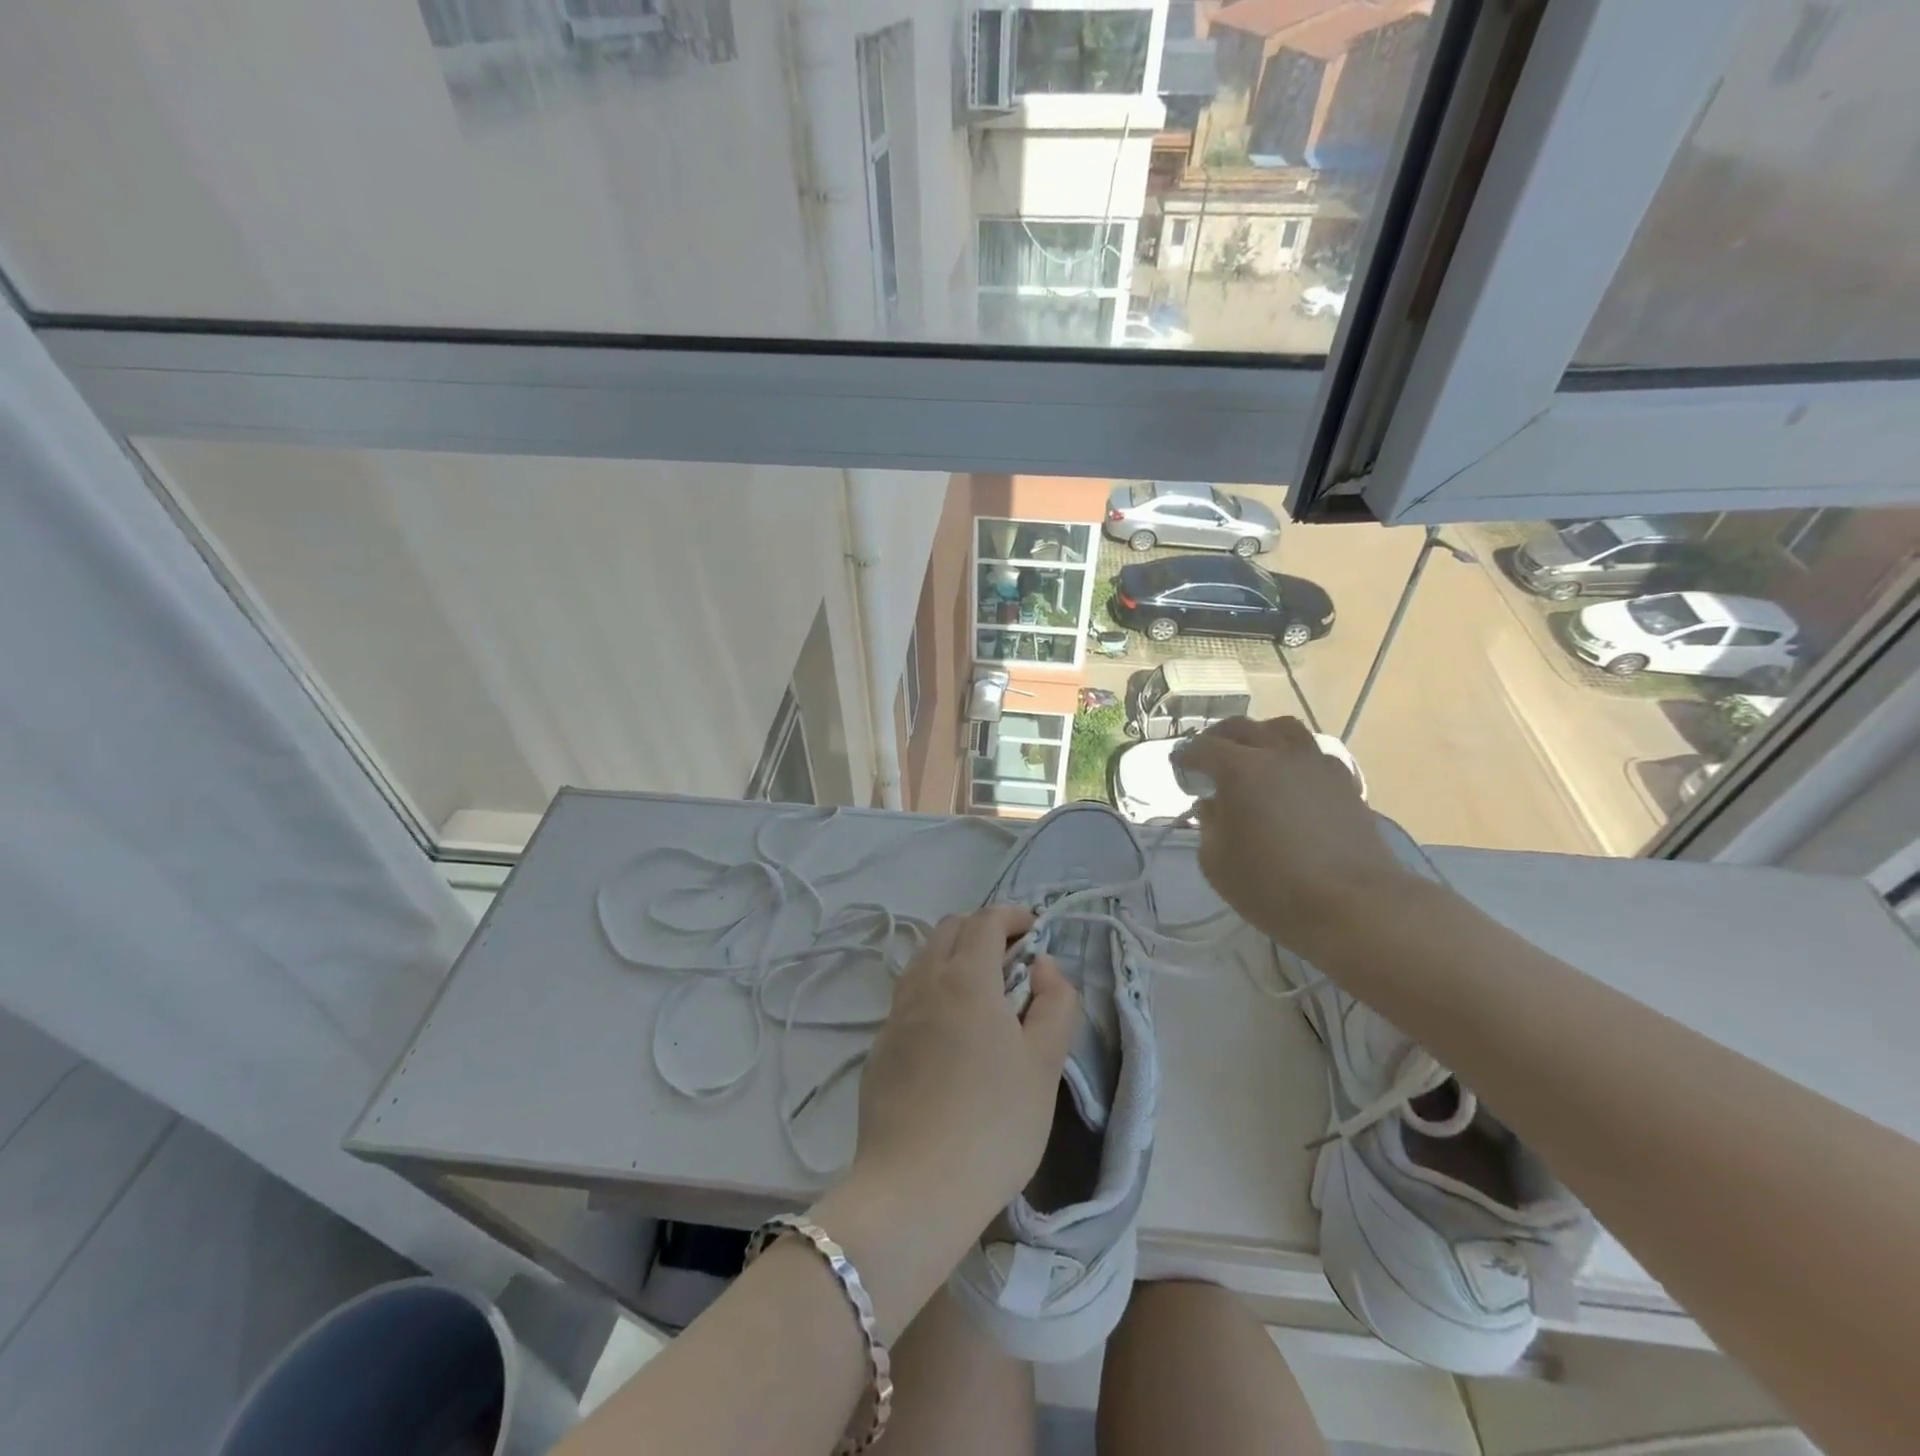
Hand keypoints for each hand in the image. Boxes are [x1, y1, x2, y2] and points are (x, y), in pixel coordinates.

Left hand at [848, 905, 1079, 1240]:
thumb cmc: (994, 1124)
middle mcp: (923, 984)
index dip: (1012, 915)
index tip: (1034, 930)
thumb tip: (1043, 966)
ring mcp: (894, 1016)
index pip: (985, 920)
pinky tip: (950, 1037)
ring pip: (923, 960)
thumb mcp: (1044, 1065)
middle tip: (1012, 963)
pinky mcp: (879, 1048)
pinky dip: (933, 992)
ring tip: (983, 996)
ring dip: (953, 958)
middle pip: (948, 929)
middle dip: (981, 931)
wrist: (915, 1190)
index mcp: (965, 979)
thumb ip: (1055, 1003)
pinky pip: (908, 998)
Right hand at [1179, 717, 1422, 953]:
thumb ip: (1209, 824)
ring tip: (1253, 756)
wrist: (1356, 905)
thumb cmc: (1273, 886)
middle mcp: (1278, 754)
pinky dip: (1292, 757)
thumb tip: (1214, 804)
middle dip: (1219, 738)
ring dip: (1261, 736)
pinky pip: (1311, 753)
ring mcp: (1316, 764)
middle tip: (1208, 756)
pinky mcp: (1344, 782)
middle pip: (1243, 728)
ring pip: (1284, 730)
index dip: (1185, 755)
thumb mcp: (1216, 862)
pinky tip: (1288, 780)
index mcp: (1241, 769)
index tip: (1177, 765)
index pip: (1203, 748)